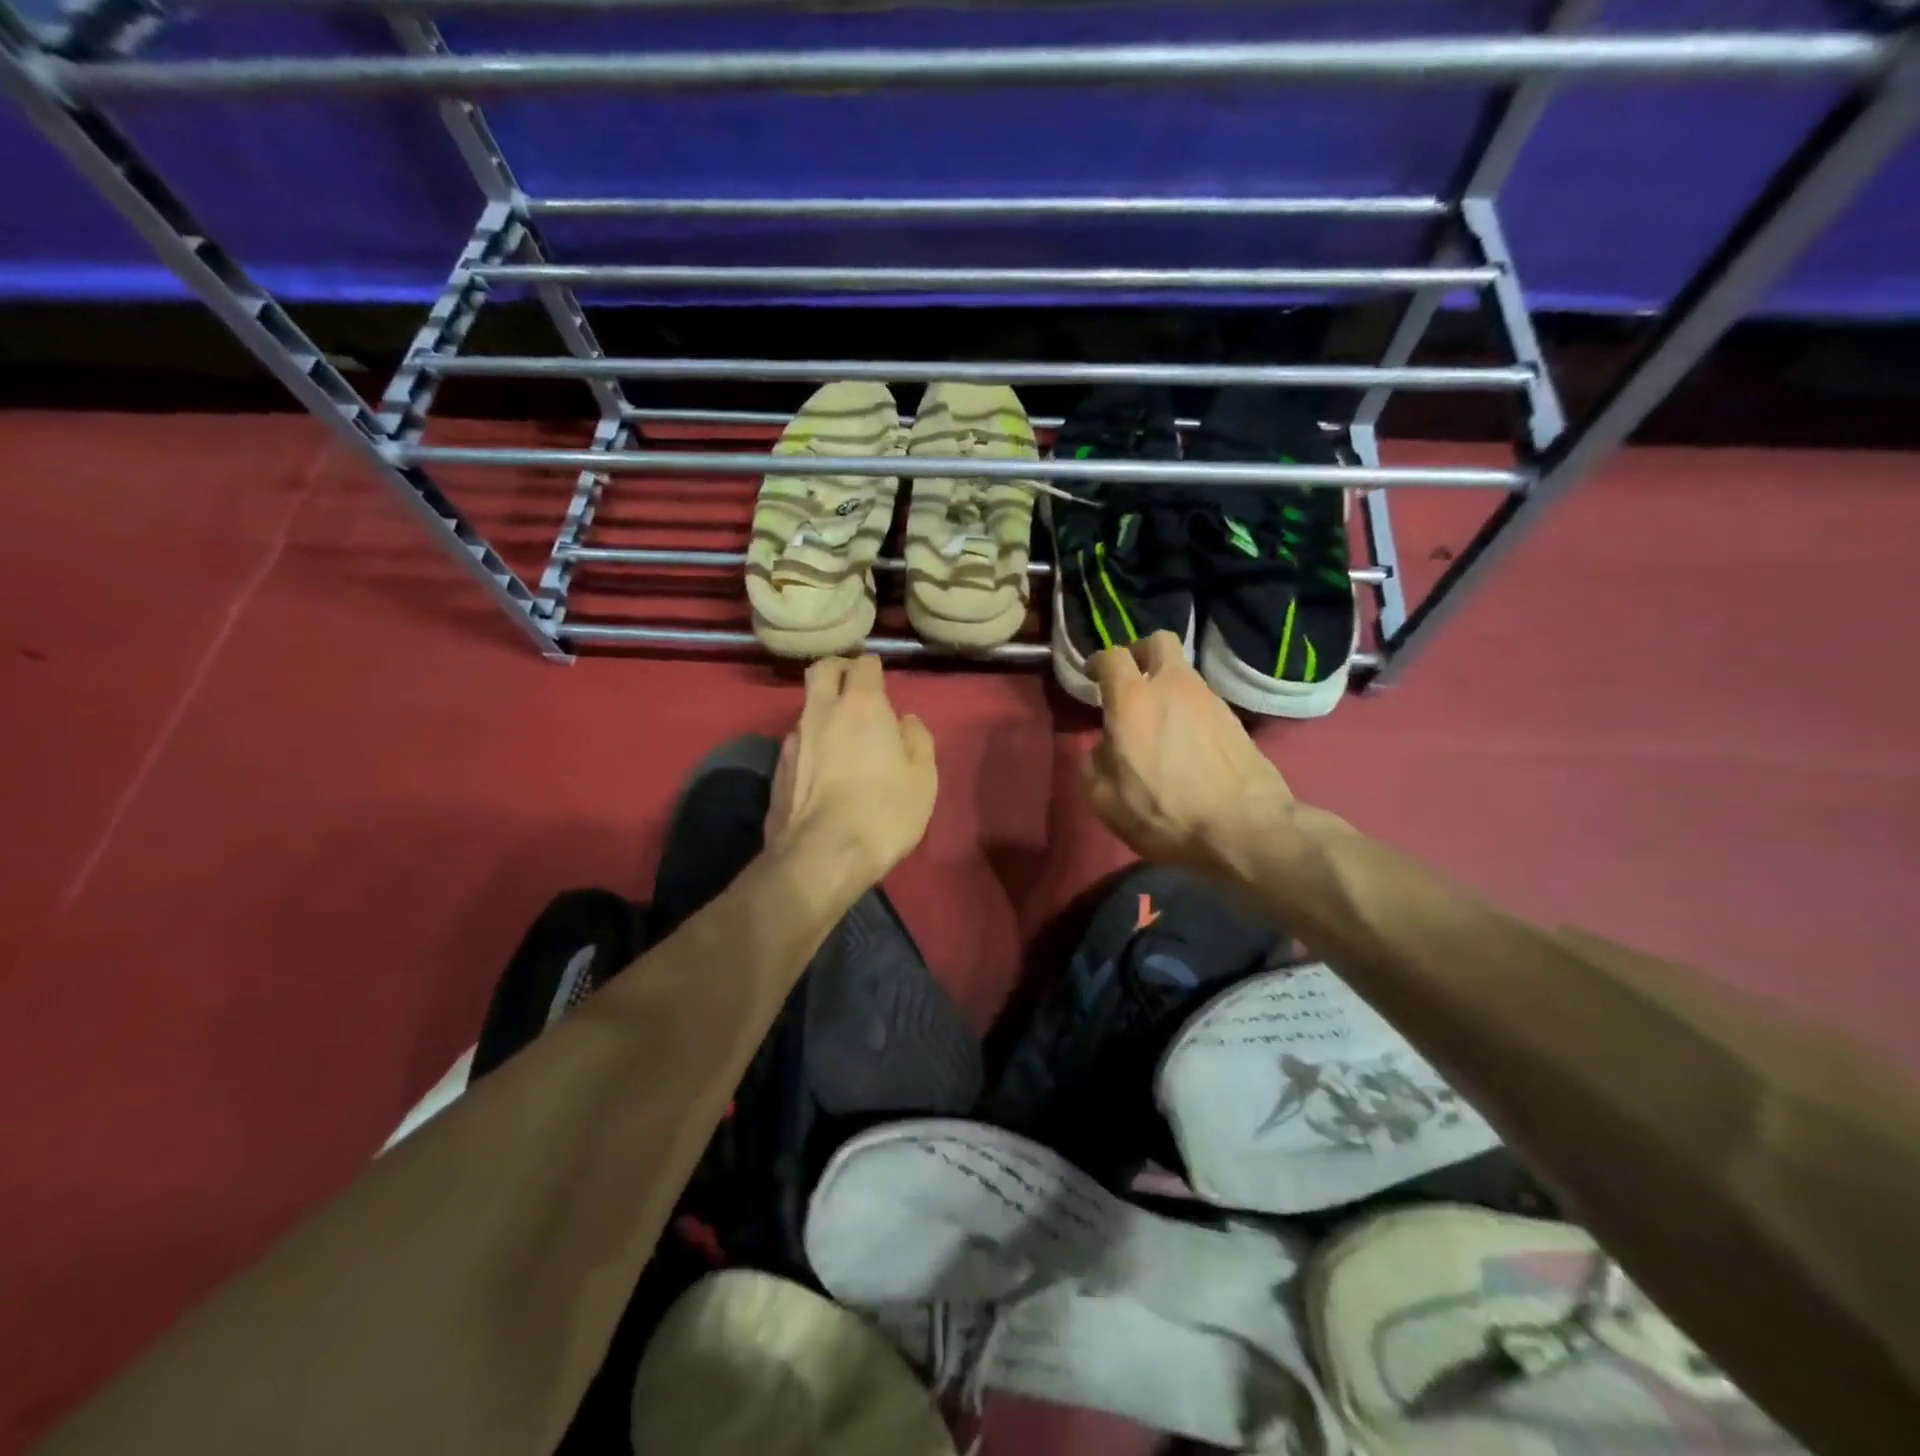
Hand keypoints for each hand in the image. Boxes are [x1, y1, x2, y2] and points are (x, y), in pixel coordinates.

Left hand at [766, 655, 937, 881]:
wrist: (820, 857)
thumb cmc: (883, 813)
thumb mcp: (923, 779)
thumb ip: (917, 741)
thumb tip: (905, 722)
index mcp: (862, 706)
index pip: (864, 664)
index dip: (874, 669)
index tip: (882, 683)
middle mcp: (822, 711)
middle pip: (823, 669)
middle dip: (839, 670)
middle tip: (855, 689)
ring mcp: (793, 739)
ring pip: (807, 707)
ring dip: (824, 710)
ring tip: (841, 738)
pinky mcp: (778, 768)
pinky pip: (797, 741)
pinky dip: (811, 743)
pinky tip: (822, 770)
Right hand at [1083, 632, 1293, 871]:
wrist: (1244, 828)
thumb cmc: (1164, 812)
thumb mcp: (1105, 799)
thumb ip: (1095, 763)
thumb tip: (1106, 749)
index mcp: (1133, 699)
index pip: (1112, 656)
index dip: (1098, 662)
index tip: (1092, 676)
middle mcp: (1173, 687)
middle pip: (1158, 642)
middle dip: (1140, 653)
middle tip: (1130, 680)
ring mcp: (1210, 700)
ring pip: (1184, 673)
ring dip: (1167, 686)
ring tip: (1158, 721)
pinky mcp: (1235, 720)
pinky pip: (1203, 701)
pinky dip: (1189, 710)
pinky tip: (1185, 743)